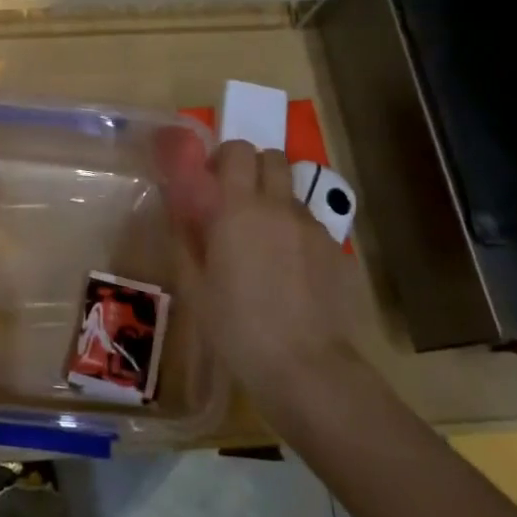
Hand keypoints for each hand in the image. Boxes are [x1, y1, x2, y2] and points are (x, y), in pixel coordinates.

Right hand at [155, 135, 365, 411]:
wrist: (304, 366)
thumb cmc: (236, 326)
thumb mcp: (194, 285)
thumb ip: (185, 238)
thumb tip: (180, 209)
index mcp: (237, 209)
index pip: (237, 151)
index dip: (223, 158)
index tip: (211, 180)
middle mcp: (278, 207)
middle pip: (272, 158)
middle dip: (254, 168)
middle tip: (236, 201)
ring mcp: (313, 228)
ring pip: (292, 193)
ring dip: (274, 202)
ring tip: (264, 242)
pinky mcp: (337, 251)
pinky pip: (311, 226)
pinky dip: (296, 234)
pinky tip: (289, 272)